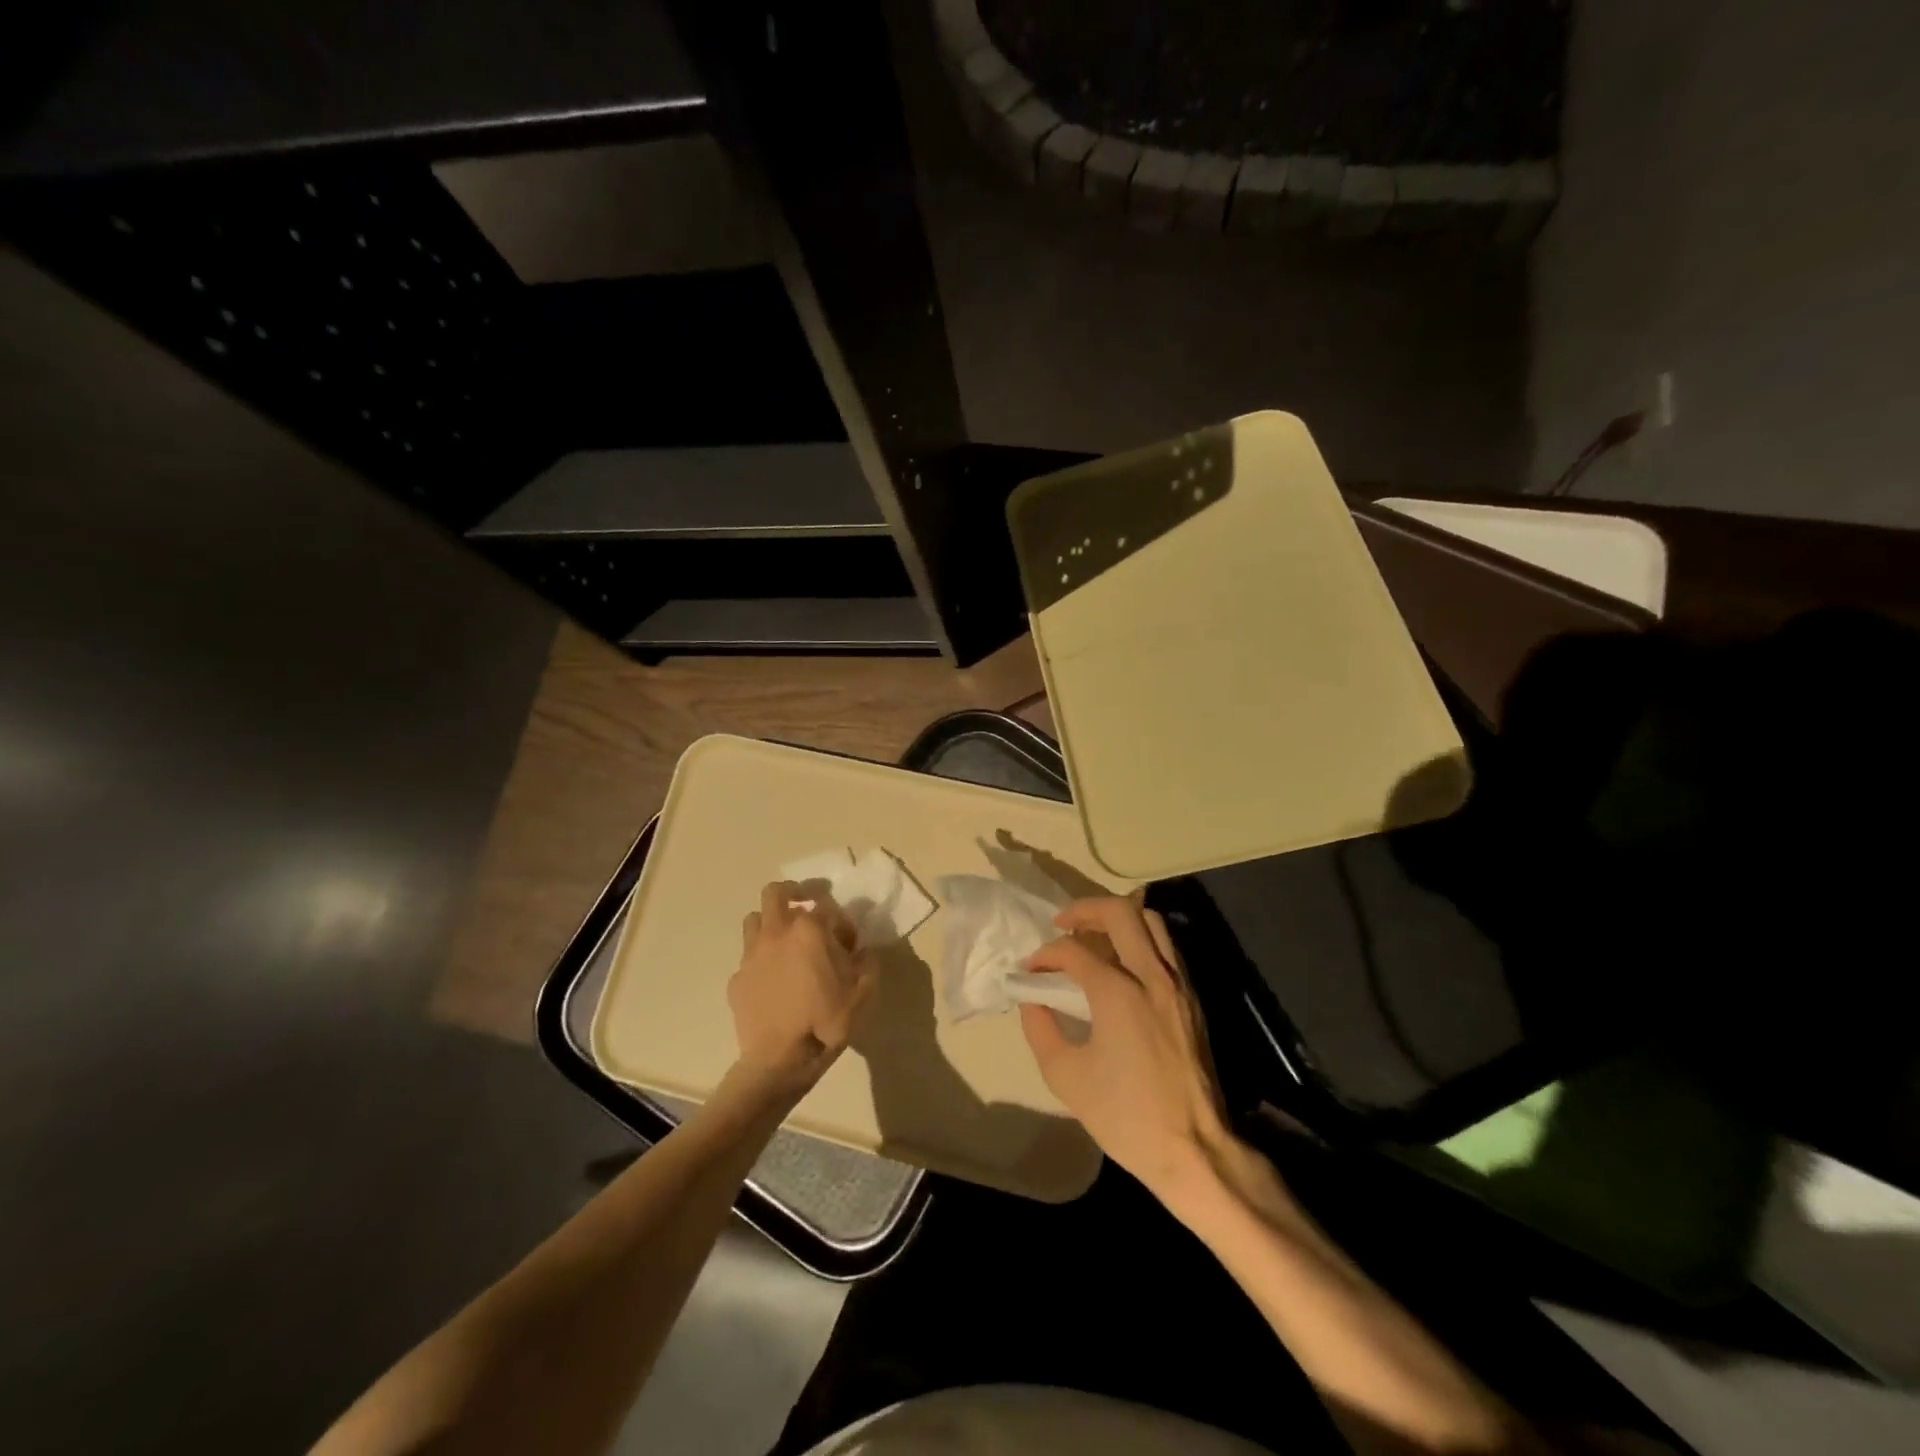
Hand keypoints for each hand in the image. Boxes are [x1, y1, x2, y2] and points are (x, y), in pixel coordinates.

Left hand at [727, 881, 875, 1101]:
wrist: (780, 1060)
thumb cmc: (825, 1023)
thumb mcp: (863, 994)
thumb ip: (868, 965)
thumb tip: (865, 952)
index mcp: (809, 931)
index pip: (826, 906)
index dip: (841, 920)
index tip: (849, 940)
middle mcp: (777, 933)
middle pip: (776, 893)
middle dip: (793, 892)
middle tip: (807, 903)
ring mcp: (752, 955)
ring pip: (755, 919)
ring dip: (771, 921)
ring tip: (786, 938)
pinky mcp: (736, 979)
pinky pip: (748, 957)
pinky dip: (761, 959)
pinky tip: (772, 979)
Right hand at [1020, 896, 1232, 1197]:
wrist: (1194, 1149)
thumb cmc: (1125, 1115)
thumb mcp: (1065, 1076)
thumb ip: (1040, 1029)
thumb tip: (1033, 1000)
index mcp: (1118, 992)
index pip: (1074, 951)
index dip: (1046, 954)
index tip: (1030, 970)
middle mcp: (1152, 976)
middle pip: (1121, 911)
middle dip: (1085, 909)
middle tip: (1063, 924)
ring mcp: (1178, 984)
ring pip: (1152, 922)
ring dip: (1118, 919)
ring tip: (1093, 937)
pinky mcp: (1193, 998)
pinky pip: (1166, 947)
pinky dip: (1140, 939)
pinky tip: (1122, 964)